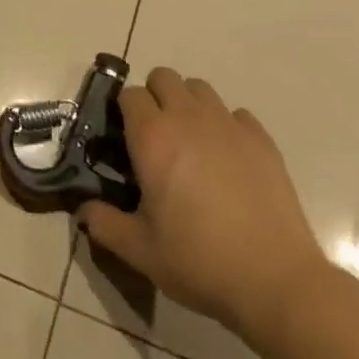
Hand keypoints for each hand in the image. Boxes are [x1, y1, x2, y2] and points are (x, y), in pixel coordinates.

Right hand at [78, 68, 327, 348]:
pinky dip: (226, 126)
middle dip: (154, 97)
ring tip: (190, 143)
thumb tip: (83, 210)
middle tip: (155, 137)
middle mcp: (188, 118)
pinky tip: (227, 159)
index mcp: (153, 137)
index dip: (123, 111)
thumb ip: (104, 223)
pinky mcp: (262, 140)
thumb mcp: (139, 251)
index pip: (130, 95)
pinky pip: (236, 114)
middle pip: (164, 77)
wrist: (275, 281)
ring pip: (200, 89)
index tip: (124, 138)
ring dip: (188, 105)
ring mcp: (229, 125)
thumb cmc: (199, 261)